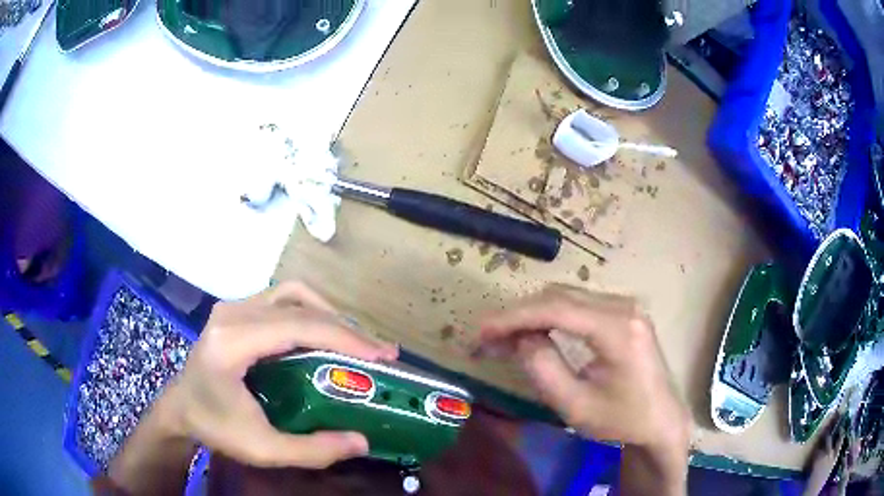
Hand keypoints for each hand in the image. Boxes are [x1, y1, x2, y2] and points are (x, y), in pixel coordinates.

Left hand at [162, 281, 398, 468]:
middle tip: (378, 352)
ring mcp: (233, 307)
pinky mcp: (236, 311)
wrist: (181, 409)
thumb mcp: (263, 449)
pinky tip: (323, 334)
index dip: (345, 337)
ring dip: (329, 315)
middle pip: (299, 305)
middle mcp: (232, 314)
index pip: (297, 326)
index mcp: (231, 343)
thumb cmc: (216, 428)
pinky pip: (281, 300)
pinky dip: (310, 313)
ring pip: (292, 294)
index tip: (381, 355)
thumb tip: (361, 441)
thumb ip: (312, 450)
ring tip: (355, 342)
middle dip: (345, 328)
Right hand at [478, 285, 690, 492]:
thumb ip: (544, 369)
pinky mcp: (624, 313)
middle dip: (520, 315)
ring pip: (567, 297)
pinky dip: (552, 316)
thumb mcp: (576, 406)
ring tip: (506, 338)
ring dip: (534, 314)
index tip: (481, 331)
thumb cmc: (622, 420)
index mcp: (618, 329)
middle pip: (560, 297)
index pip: (556, 309)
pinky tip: (536, 332)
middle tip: (488, 339)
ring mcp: (626, 306)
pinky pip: (580, 305)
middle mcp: (624, 306)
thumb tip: (520, 338)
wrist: (661, 421)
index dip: (513, 317)